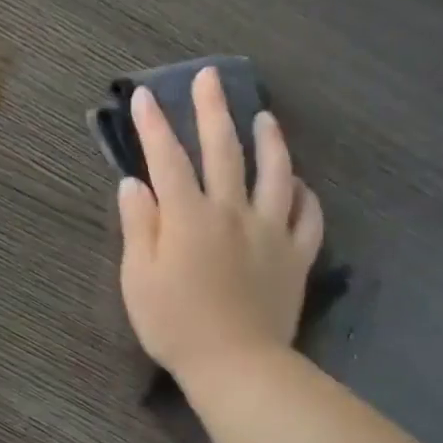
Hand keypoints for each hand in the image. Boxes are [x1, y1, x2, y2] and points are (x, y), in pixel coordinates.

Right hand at [116, 68, 324, 379]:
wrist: (236, 364)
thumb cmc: (174, 323)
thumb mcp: (137, 277)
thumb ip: (138, 225)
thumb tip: (134, 183)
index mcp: (188, 216)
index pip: (167, 158)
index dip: (154, 125)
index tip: (145, 96)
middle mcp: (232, 211)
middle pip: (224, 150)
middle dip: (212, 110)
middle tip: (211, 78)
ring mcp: (270, 230)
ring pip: (275, 172)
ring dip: (269, 140)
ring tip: (265, 117)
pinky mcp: (296, 254)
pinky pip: (307, 214)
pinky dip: (303, 193)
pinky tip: (296, 183)